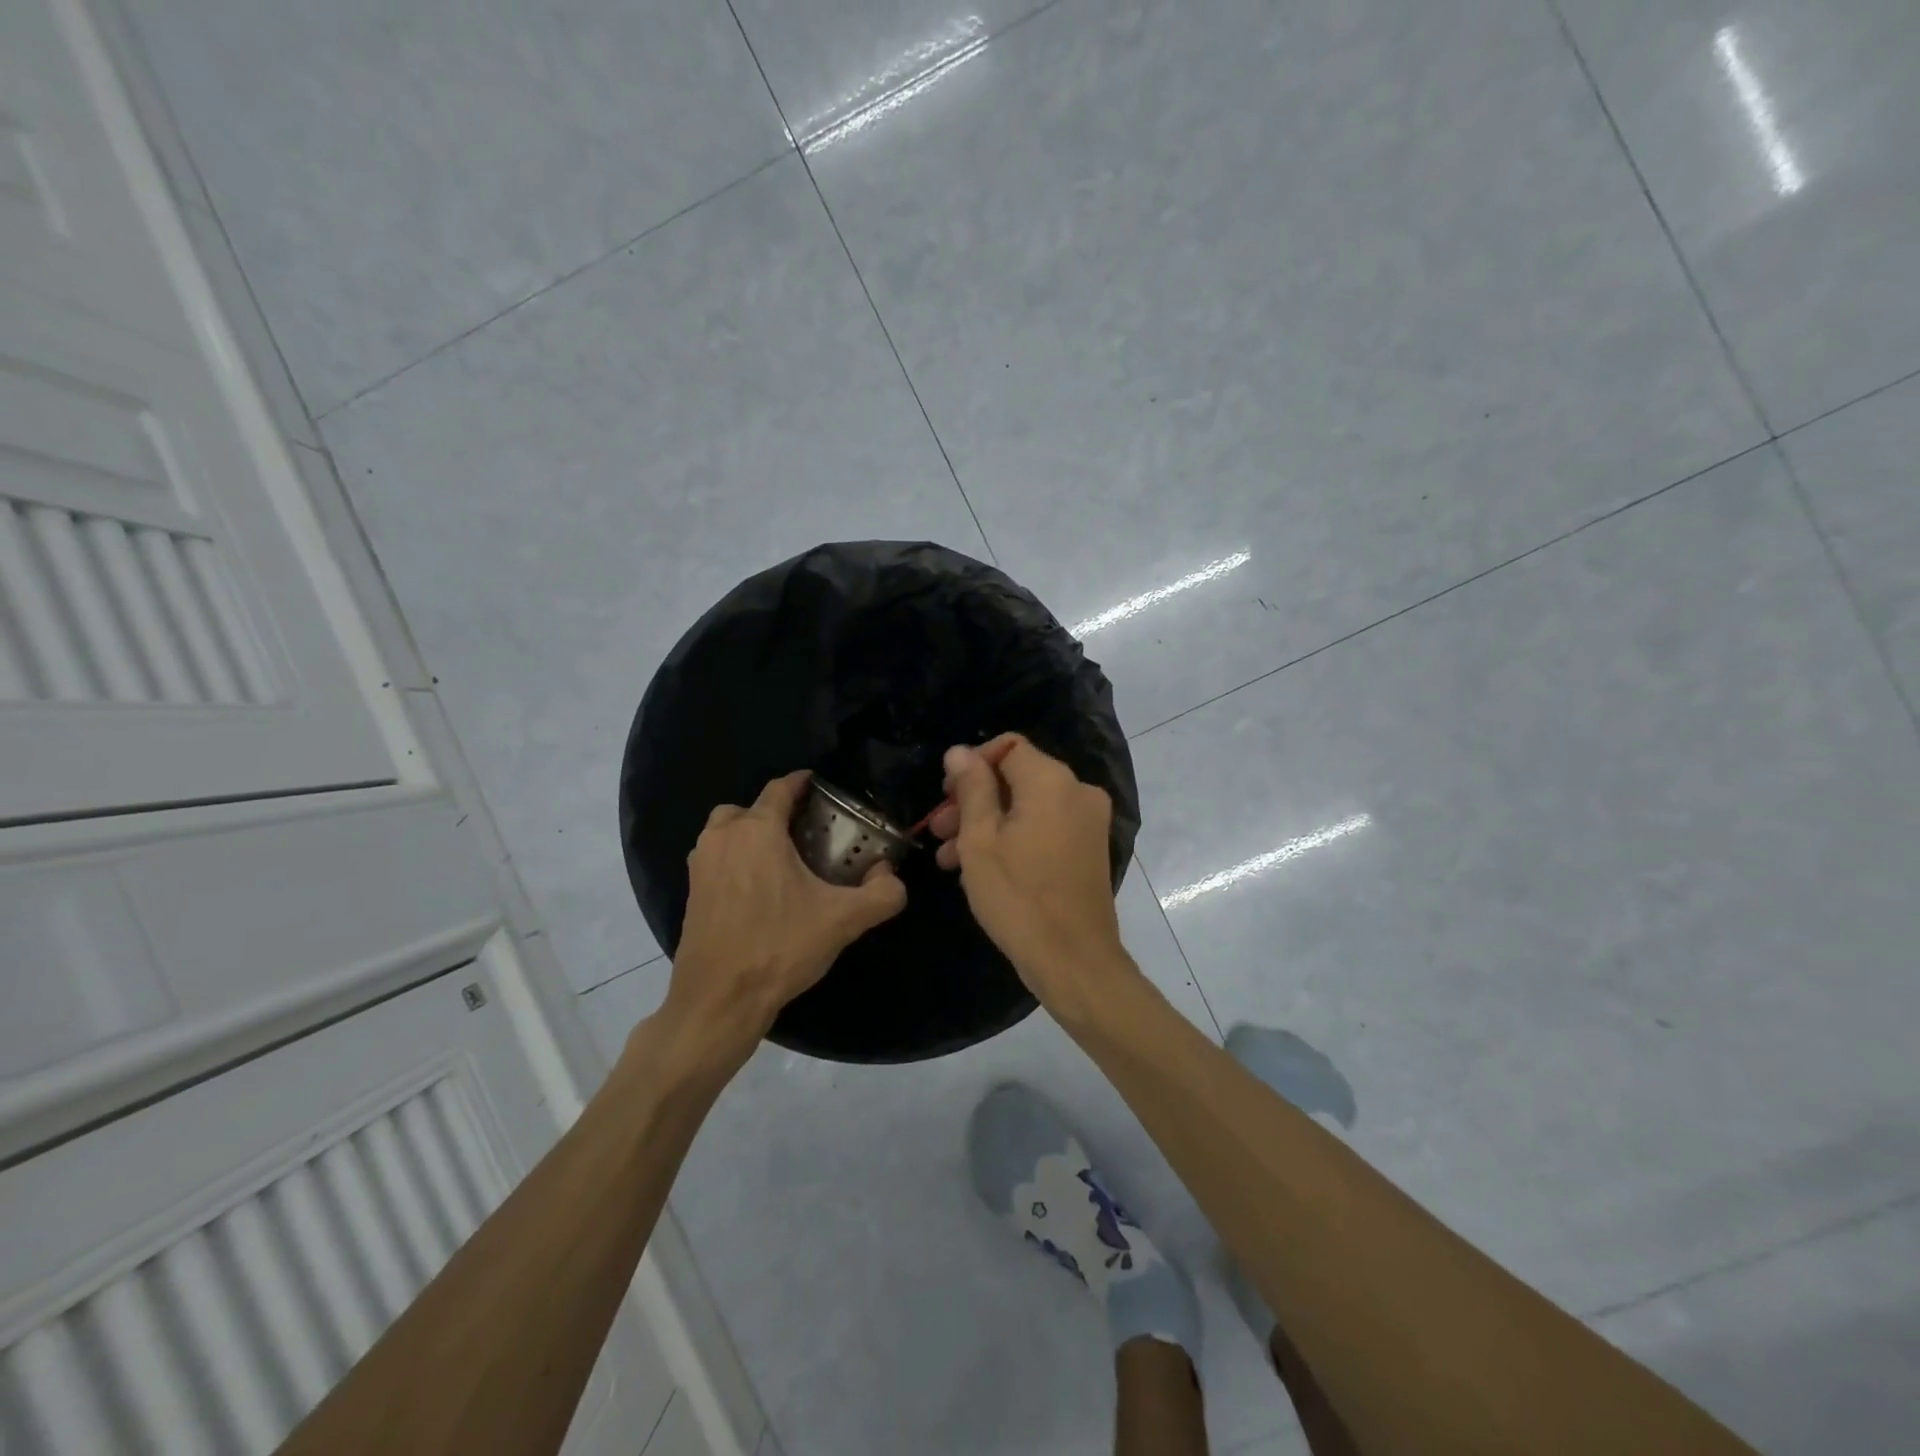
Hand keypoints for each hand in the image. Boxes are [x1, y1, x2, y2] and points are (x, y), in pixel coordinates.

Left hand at [664, 771, 906, 1061]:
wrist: (719, 1000)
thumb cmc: (780, 948)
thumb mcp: (844, 921)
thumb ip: (882, 894)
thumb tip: (893, 877)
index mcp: (758, 831)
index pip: (780, 788)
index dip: (802, 783)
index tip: (820, 788)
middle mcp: (723, 838)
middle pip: (748, 808)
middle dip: (774, 812)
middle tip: (804, 833)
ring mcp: (700, 865)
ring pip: (726, 832)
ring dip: (750, 836)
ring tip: (782, 861)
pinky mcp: (689, 893)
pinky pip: (715, 860)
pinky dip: (734, 861)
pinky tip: (759, 891)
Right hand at [928, 735, 1134, 1015]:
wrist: (1074, 960)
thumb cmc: (1018, 897)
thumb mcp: (980, 840)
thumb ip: (972, 788)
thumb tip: (960, 751)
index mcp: (1052, 781)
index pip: (1007, 747)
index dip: (971, 765)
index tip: (945, 795)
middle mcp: (1078, 791)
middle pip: (1016, 777)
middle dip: (974, 800)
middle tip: (938, 831)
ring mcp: (1088, 821)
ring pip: (1028, 806)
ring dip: (988, 823)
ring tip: (949, 859)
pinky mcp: (1089, 848)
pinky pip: (1045, 827)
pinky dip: (1014, 837)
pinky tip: (981, 869)